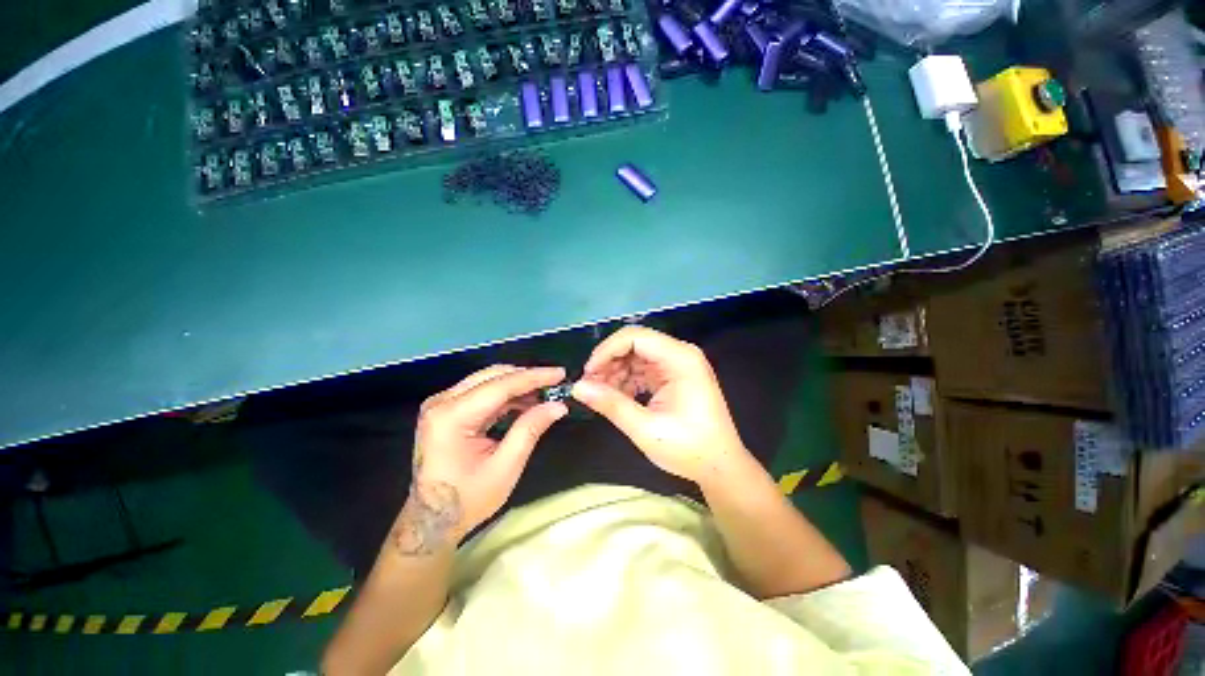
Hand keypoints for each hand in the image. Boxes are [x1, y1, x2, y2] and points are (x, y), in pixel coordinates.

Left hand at [393, 365, 567, 554]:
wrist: (431, 521)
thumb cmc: (467, 499)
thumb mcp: (505, 467)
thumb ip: (530, 429)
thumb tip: (558, 405)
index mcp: (452, 417)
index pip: (500, 386)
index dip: (533, 377)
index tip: (560, 374)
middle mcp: (442, 402)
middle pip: (492, 376)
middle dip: (527, 377)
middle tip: (555, 383)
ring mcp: (442, 404)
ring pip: (488, 380)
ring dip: (517, 385)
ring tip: (544, 394)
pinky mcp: (446, 409)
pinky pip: (481, 391)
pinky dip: (506, 395)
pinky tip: (525, 402)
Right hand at [571, 326, 751, 486]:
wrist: (720, 467)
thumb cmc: (688, 449)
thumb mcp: (645, 428)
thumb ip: (611, 404)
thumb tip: (578, 387)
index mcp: (679, 359)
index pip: (634, 337)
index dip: (607, 351)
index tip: (588, 373)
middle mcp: (680, 354)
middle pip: (635, 344)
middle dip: (609, 362)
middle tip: (590, 386)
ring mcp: (678, 364)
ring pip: (636, 356)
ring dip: (616, 373)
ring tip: (601, 395)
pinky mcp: (674, 376)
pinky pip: (643, 369)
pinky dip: (627, 381)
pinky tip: (617, 398)